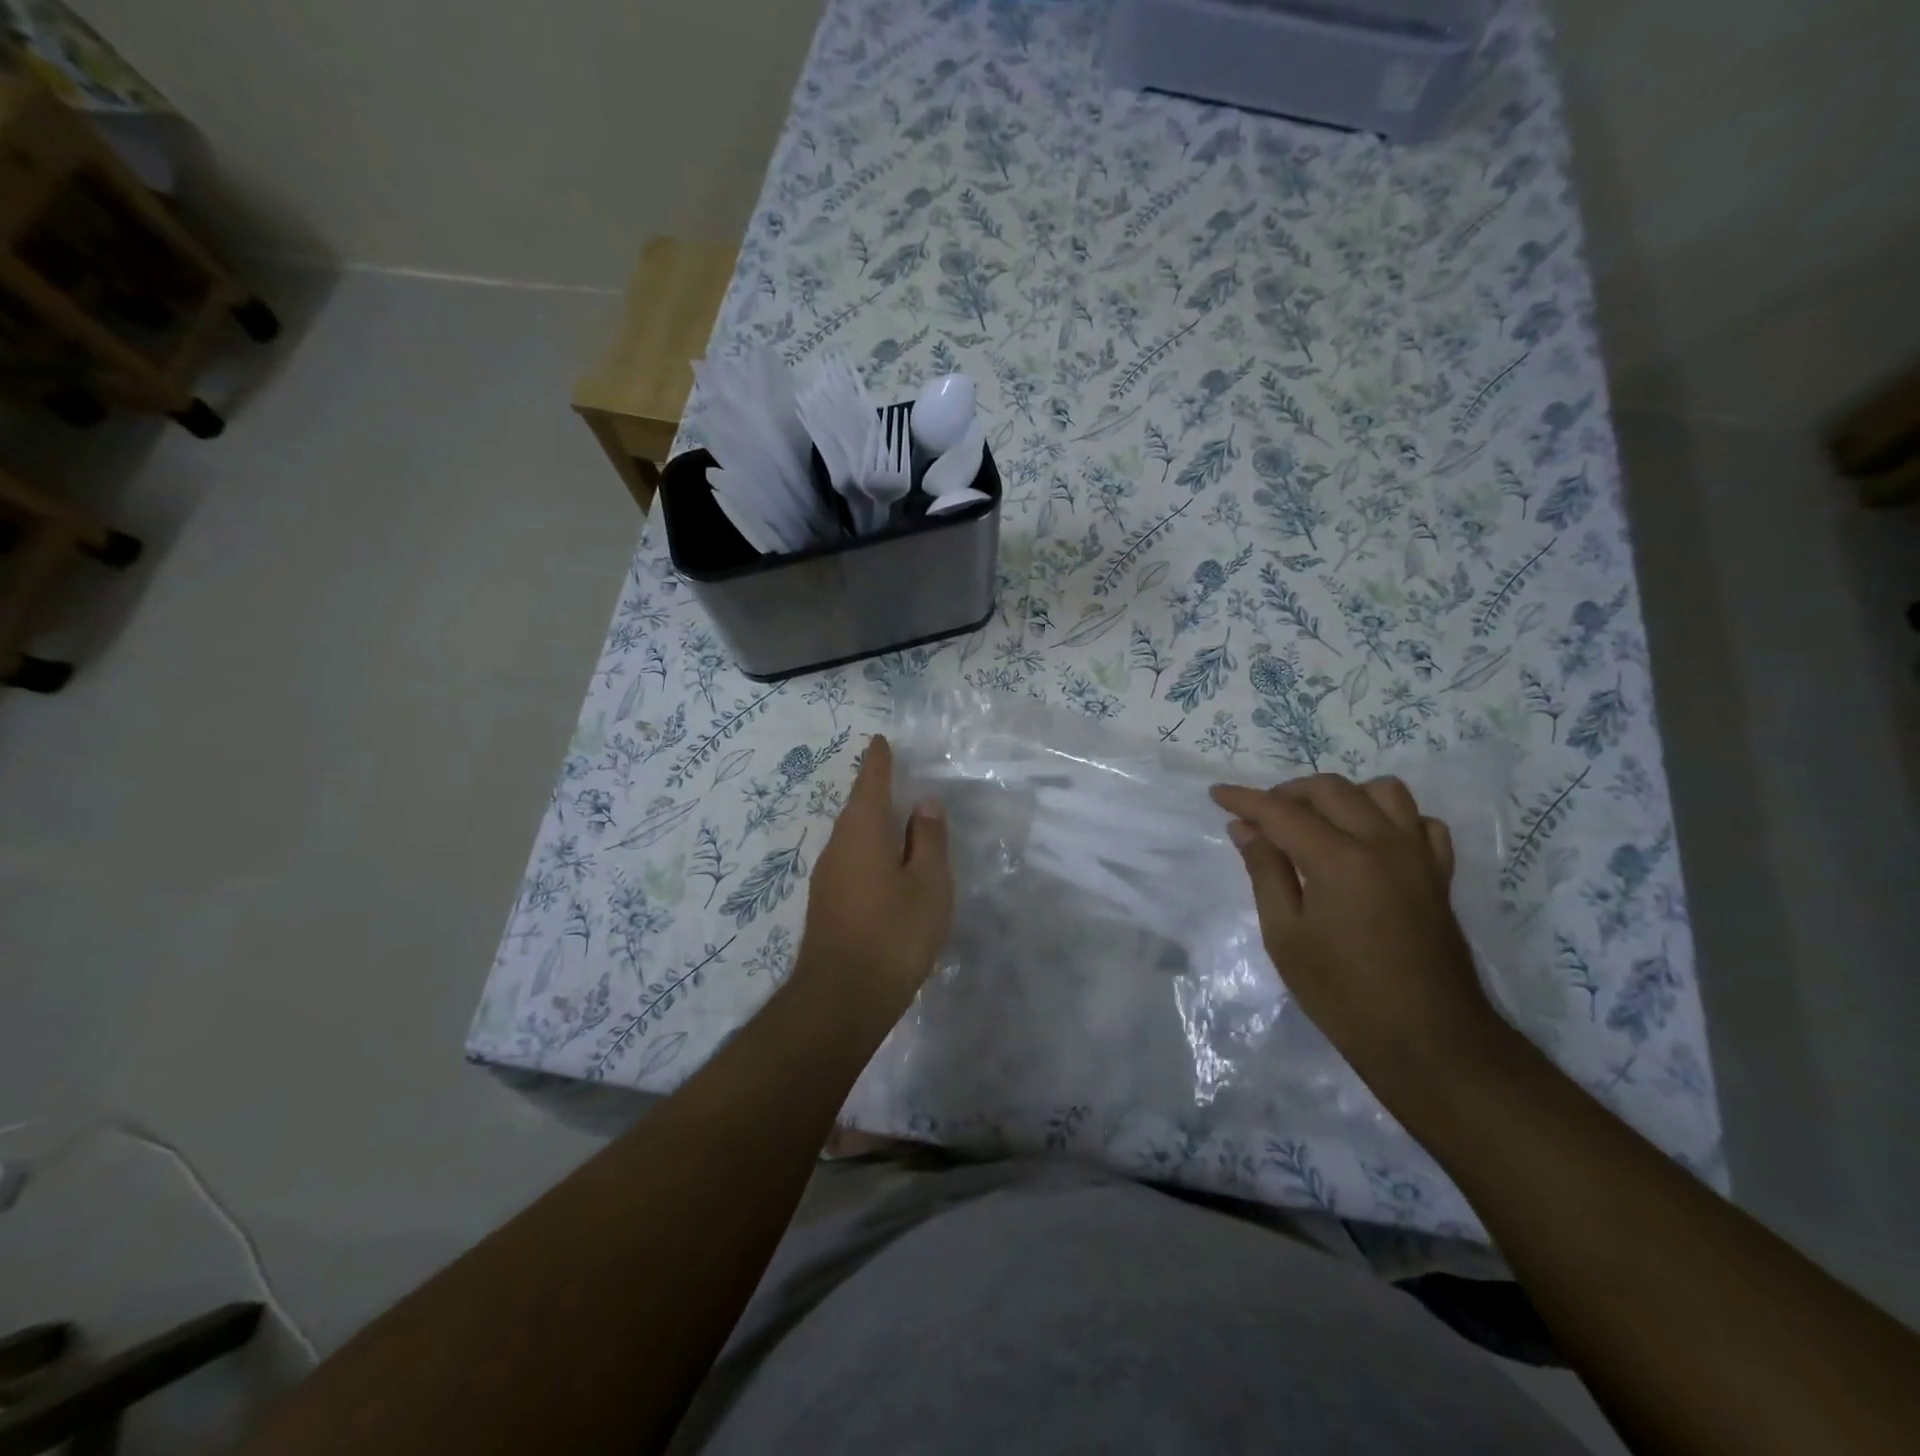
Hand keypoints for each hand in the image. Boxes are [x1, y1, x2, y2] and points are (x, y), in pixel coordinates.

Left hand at [792, 734, 951, 1032]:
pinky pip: (850, 859)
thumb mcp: (927, 885)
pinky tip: (884, 865)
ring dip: (872, 822)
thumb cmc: (893, 934)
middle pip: (857, 808)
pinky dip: (869, 849)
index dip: (878, 761)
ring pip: (852, 836)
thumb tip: (924, 803)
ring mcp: (827, 876)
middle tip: (895, 776)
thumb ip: (928, 841)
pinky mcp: (826, 903)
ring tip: (896, 819)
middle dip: (875, 790)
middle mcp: (837, 846)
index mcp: (862, 832)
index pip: (870, 783)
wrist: (841, 999)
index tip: (881, 741)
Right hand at [1209, 773, 1499, 1088]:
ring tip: (1317, 823)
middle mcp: (1382, 843)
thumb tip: (1245, 828)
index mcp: (1339, 859)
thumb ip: (1265, 872)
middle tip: (1261, 818)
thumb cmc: (1342, 993)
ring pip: (1382, 791)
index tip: (1217, 793)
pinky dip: (1391, 819)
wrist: (1426, 1038)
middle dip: (1288, 793)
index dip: (1245, 799)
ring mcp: (1417, 855)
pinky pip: (1419, 822)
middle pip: (1331, 789)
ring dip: (1342, 796)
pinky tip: (1369, 842)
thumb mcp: (1285, 935)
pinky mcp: (1439, 874)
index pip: (1281, 812)